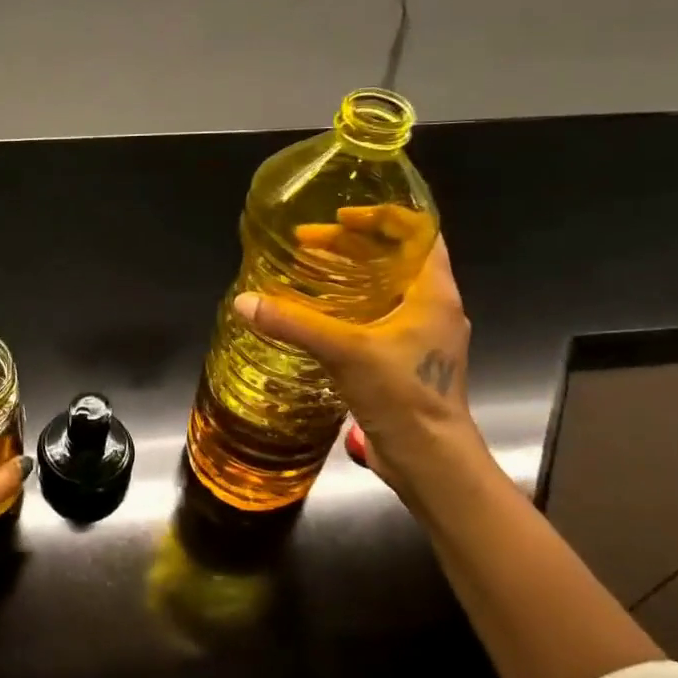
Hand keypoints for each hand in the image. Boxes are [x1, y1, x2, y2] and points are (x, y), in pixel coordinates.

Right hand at [232, 237, 487, 499]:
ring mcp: (423, 336)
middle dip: (353, 246)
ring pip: (388, 289)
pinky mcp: (408, 360)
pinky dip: (351, 307)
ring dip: (351, 276)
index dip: (380, 217)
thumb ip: (294, 323)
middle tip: (308, 245)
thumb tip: (243, 301)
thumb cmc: (403, 395)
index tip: (340, 217)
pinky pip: (380, 318)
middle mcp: (434, 308)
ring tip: (309, 273)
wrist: (431, 461)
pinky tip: (319, 317)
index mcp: (433, 293)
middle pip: (397, 258)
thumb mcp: (345, 352)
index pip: (418, 232)